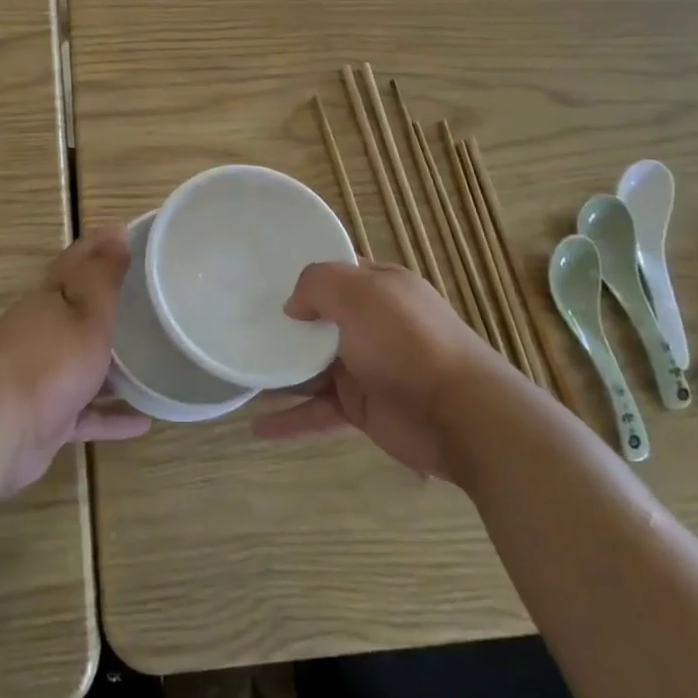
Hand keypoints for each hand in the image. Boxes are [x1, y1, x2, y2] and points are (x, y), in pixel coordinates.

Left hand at [0, 227, 150, 494]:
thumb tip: (115, 233)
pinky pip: (86, 411)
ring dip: (113, 363)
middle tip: (150, 296)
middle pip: (78, 310)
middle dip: (107, 302)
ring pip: (83, 362)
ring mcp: (42, 376)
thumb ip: (103, 277)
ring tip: (153, 360)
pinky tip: (143, 421)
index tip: (128, 232)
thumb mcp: (86, 313)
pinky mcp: (46, 417)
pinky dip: (110, 414)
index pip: (75, 261)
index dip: (99, 244)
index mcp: (49, 299)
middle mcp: (42, 331)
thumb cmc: (48, 362)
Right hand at [253, 261, 503, 483]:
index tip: (259, 274)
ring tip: (238, 372)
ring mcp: (365, 367)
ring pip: (310, 366)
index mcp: (377, 287)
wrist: (461, 415)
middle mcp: (370, 324)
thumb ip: (318, 285)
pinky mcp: (361, 408)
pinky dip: (290, 418)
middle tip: (236, 322)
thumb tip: (293, 307)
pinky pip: (317, 410)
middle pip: (316, 319)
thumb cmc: (409, 341)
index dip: (300, 271)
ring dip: (277, 370)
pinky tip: (257, 427)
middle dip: (280, 322)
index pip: (334, 271)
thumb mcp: (361, 293)